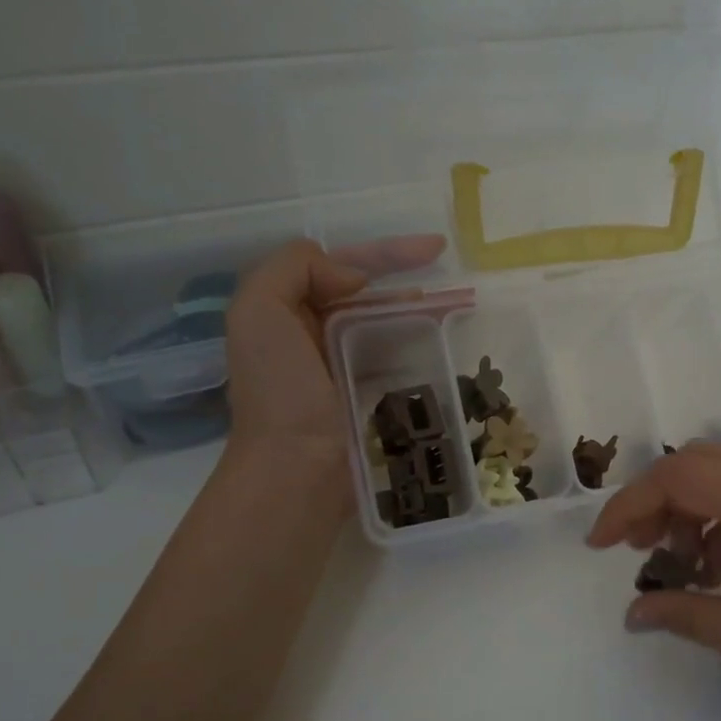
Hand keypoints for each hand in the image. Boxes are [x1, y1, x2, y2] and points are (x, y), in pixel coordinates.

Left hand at [224, 235, 446, 452]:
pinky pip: (397, 363)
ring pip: (388, 328)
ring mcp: (342, 370)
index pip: (341, 265)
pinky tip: (447, 348)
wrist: (295, 470)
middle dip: (411, 284)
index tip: (435, 250)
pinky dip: (420, 350)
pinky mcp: (367, 401)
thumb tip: (352, 278)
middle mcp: (312, 336)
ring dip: (422, 316)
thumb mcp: (258, 311)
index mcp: (286, 311)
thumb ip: (294, 268)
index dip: (386, 252)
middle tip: (458, 286)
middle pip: (369, 296)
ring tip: (462, 314)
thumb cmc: (280, 391)